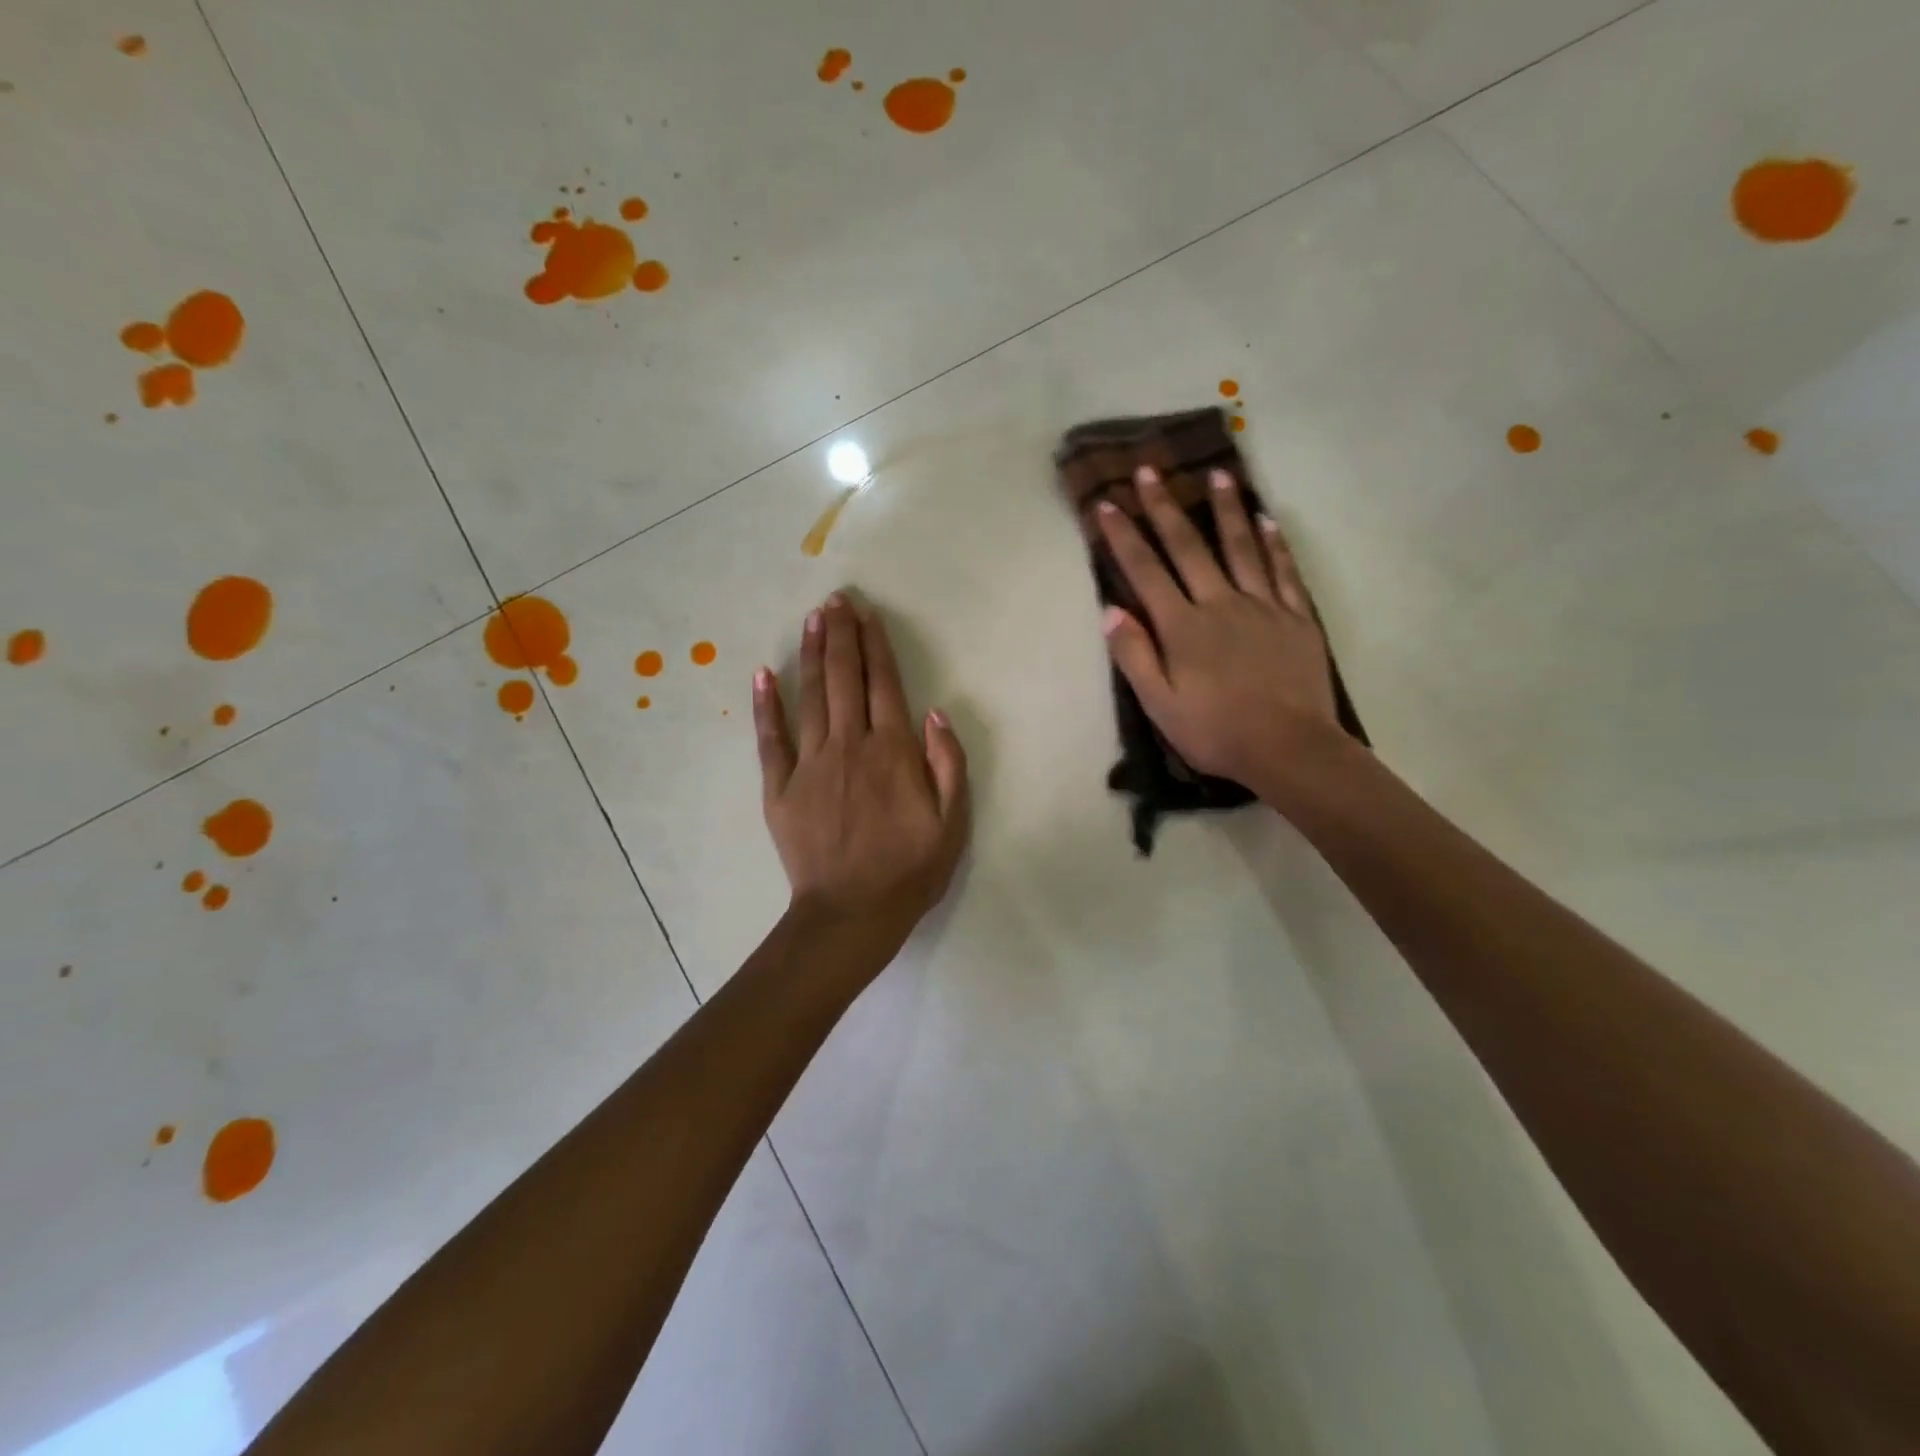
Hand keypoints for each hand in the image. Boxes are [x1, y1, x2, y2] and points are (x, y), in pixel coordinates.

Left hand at [755, 593, 969, 961]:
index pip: (884, 684)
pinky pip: (771, 739)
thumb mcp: (954, 822)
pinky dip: (767, 705)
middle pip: (844, 678)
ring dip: (811, 655)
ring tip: (811, 620)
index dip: (875, 645)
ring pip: (811, 697)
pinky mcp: (780, 787)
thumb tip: (935, 711)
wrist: (853, 913)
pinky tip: (763, 674)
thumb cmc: (910, 869)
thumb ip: (948, 762)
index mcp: (893, 751)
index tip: (866, 613)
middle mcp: (850, 745)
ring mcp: (810, 764)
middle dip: (840, 635)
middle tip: (835, 600)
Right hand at [1097, 466, 1340, 798]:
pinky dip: (1274, 544)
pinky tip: (1267, 519)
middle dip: (1165, 507)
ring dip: (1226, 510)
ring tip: (1218, 475)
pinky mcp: (1296, 618)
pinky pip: (1284, 572)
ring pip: (1241, 548)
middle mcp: (1220, 604)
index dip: (1124, 537)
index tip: (1107, 504)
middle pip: (1189, 547)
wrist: (1289, 748)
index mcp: (1183, 627)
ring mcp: (1263, 606)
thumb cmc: (1216, 732)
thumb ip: (1134, 656)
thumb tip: (1112, 611)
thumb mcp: (1160, 705)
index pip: (1146, 572)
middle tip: (1150, 470)